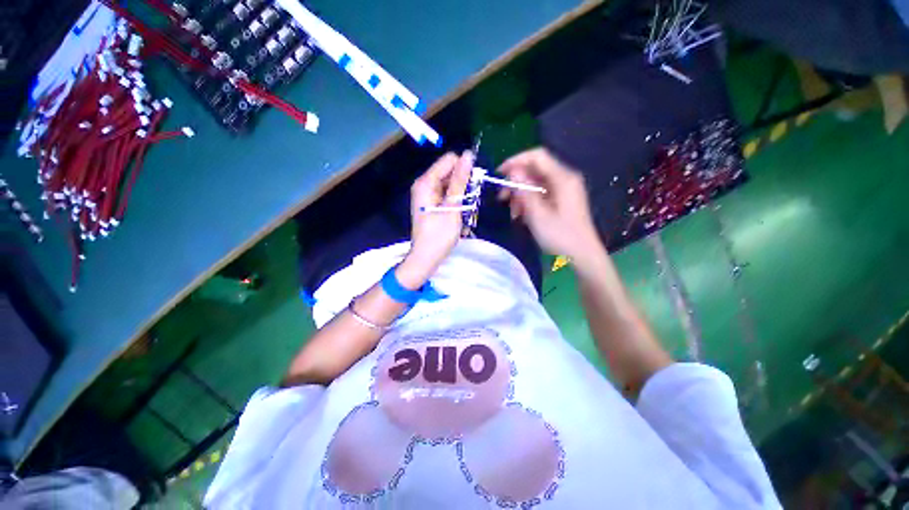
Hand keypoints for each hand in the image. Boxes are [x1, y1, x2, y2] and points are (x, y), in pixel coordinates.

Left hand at [398, 151, 473, 288]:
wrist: (426, 258)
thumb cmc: (439, 235)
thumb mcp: (452, 206)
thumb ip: (460, 181)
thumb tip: (468, 155)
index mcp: (426, 182)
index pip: (449, 160)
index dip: (464, 168)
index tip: (474, 184)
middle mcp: (424, 184)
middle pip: (449, 172)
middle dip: (463, 183)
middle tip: (469, 202)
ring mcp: (427, 194)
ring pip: (450, 184)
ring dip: (461, 194)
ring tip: (464, 211)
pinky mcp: (431, 203)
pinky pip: (447, 194)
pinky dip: (456, 201)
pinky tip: (459, 214)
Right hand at [498, 148, 604, 266]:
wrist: (582, 255)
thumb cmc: (560, 235)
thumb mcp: (538, 214)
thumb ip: (525, 190)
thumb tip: (513, 171)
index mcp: (563, 178)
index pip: (537, 156)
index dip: (516, 161)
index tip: (499, 173)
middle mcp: (564, 179)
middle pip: (535, 170)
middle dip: (516, 182)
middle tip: (502, 197)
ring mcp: (564, 190)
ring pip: (536, 184)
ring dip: (521, 195)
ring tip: (513, 213)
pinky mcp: (562, 200)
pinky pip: (541, 194)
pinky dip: (529, 202)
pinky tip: (522, 216)